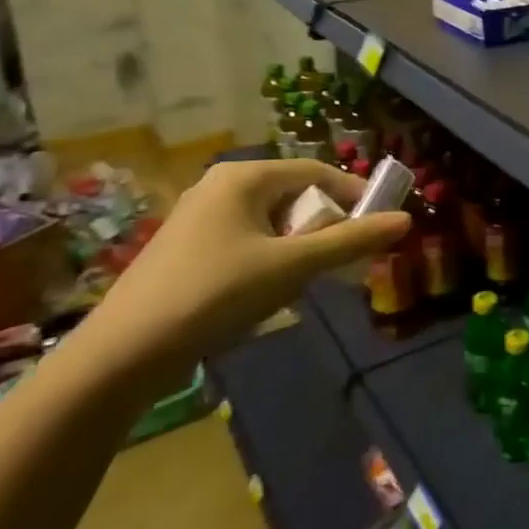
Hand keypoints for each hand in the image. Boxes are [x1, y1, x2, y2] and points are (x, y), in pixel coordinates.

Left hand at [71, 160, 410, 390]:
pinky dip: (272, 259)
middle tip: (344, 261)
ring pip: (273, 222)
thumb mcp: (293, 266)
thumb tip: (405, 220)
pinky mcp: (189, 249)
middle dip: (325, 227)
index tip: (380, 227)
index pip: (319, 172)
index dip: (355, 196)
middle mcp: (221, 186)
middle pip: (296, 196)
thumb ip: (351, 240)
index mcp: (245, 176)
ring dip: (300, 247)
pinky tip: (270, 294)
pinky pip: (249, 241)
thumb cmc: (214, 294)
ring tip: (308, 282)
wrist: (122, 355)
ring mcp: (201, 218)